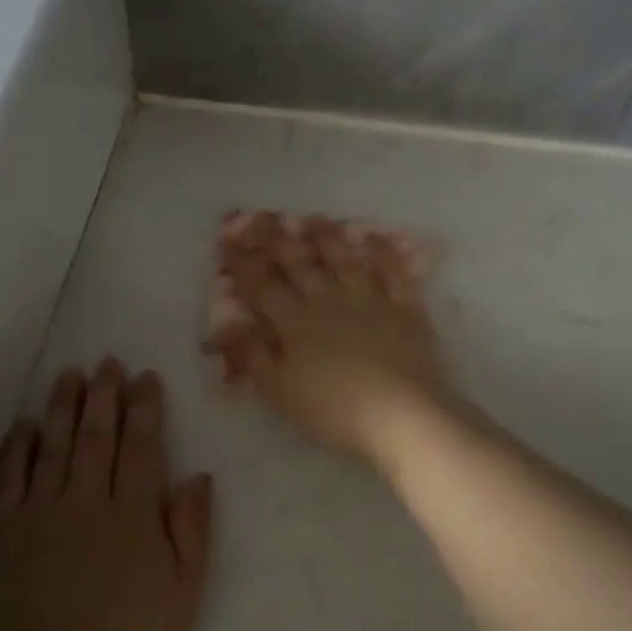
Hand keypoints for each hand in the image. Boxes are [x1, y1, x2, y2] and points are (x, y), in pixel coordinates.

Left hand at [0, 360, 213, 630]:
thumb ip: (192, 533)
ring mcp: (37, 515)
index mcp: (134, 515)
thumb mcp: (182, 599)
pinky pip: (6, 479)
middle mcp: (86, 501)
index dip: (144, 407)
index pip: (141, 445)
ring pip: (53, 446)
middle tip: (108, 362)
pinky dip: (16, 448)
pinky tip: (24, 425)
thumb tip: (198, 477)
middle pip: (97, 435)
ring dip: (63, 407)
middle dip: (105, 394)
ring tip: (71, 375)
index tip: (145, 377)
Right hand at [214, 213, 449, 463]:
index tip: (227, 242)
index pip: (261, 286)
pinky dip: (383, 255)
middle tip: (263, 217)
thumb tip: (226, 328)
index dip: (243, 264)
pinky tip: (376, 240)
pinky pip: (393, 274)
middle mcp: (329, 301)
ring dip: (327, 238)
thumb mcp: (281, 391)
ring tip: (314, 218)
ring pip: (344, 260)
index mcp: (295, 322)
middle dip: (277, 240)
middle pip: (299, 264)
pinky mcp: (404, 309)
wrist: (402, 413)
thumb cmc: (334, 410)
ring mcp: (369, 300)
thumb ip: (253, 357)